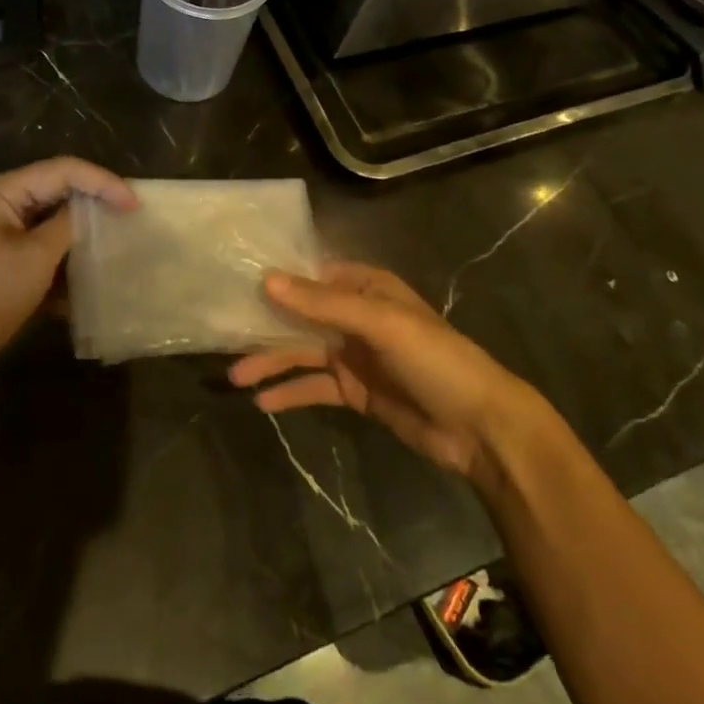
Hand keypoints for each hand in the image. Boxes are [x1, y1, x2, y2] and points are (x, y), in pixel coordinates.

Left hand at [0, 157, 135, 389]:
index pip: (62, 170)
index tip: (134, 204)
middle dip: (94, 203)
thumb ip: (68, 225)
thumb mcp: (36, 257)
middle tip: (131, 216)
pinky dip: (65, 258)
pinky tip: (89, 277)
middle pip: (57, 190)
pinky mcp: (3, 261)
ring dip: (82, 233)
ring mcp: (0, 233)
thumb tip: (93, 210)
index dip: (102, 182)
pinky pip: (42, 248)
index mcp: (2, 192)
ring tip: (118, 242)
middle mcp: (0, 204)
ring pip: (52, 222)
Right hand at [228, 261, 540, 481]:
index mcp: (366, 287)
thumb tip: (266, 280)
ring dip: (270, 362)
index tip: (234, 282)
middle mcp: (355, 315)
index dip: (275, 278)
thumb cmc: (434, 359)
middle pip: (300, 315)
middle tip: (223, 334)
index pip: (311, 275)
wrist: (481, 428)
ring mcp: (354, 354)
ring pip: (301, 352)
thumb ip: (323, 304)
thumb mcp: (380, 324)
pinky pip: (314, 386)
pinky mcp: (355, 391)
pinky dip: (290, 392)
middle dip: (264, 325)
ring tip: (234, 376)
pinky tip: (263, 402)